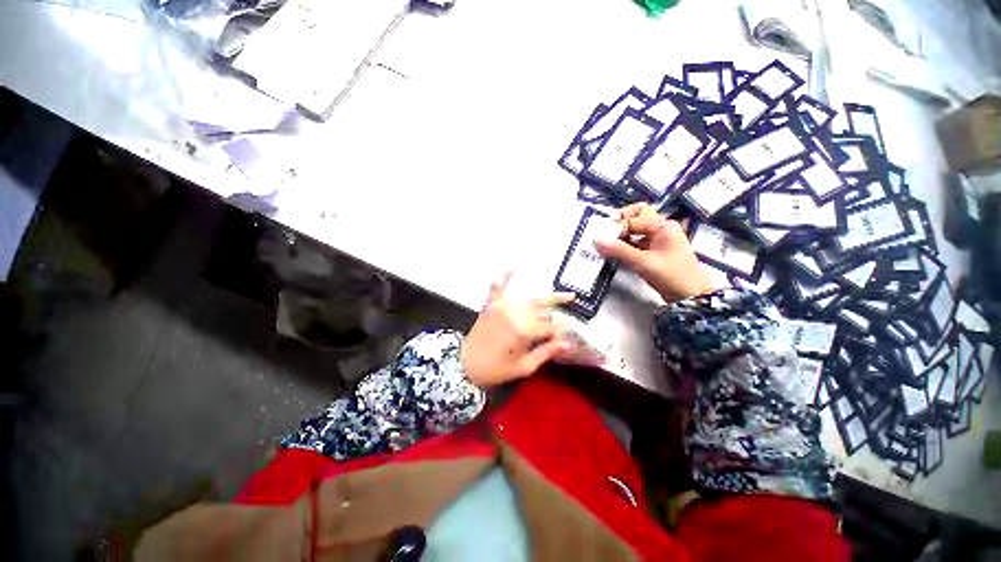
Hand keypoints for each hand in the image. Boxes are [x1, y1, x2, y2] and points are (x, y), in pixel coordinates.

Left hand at [461, 273, 573, 387]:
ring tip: (558, 293)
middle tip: (572, 297)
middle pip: (542, 306)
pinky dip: (504, 275)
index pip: (550, 326)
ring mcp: (501, 306)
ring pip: (528, 297)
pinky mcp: (490, 304)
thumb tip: (568, 343)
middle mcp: (515, 313)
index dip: (560, 331)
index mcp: (524, 331)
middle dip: (558, 303)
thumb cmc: (496, 369)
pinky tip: (513, 266)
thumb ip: (546, 353)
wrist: (465, 365)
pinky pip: (497, 286)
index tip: (566, 335)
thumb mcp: (524, 368)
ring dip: (543, 296)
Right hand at [594, 203, 713, 301]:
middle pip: (636, 218)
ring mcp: (657, 241)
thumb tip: (596, 241)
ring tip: (604, 246)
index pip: (632, 219)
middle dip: (619, 224)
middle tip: (604, 234)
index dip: (616, 227)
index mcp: (662, 226)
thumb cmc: (671, 275)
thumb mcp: (643, 262)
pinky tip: (613, 254)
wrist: (691, 296)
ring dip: (620, 237)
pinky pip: (636, 244)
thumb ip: (619, 250)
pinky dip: (624, 247)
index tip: (601, 237)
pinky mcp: (653, 253)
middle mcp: (660, 229)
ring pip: (634, 232)